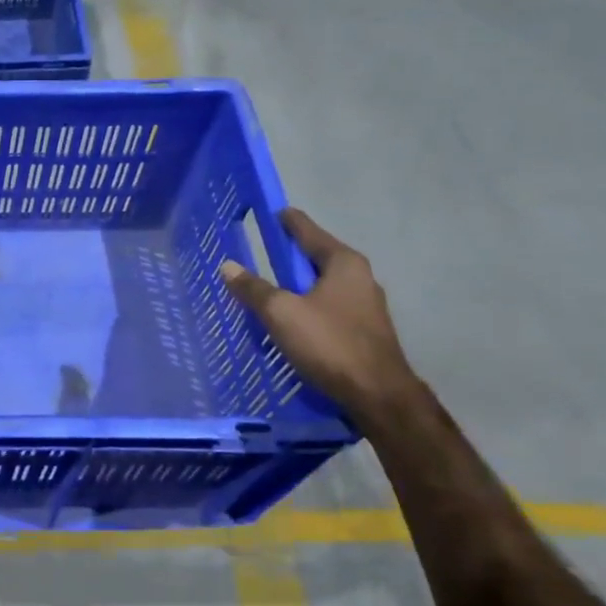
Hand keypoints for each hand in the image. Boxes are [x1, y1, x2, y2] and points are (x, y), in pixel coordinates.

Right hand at [219, 208, 421, 423]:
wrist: (377, 394)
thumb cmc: (329, 343)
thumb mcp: (281, 313)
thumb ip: (254, 288)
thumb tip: (228, 266)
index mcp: (343, 263)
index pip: (309, 232)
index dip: (288, 221)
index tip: (273, 210)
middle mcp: (360, 278)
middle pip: (317, 258)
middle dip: (291, 256)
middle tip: (262, 252)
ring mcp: (365, 306)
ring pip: (322, 286)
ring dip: (298, 285)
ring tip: (271, 288)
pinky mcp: (364, 331)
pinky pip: (327, 308)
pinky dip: (307, 306)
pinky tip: (291, 319)